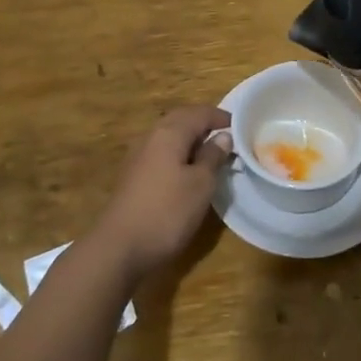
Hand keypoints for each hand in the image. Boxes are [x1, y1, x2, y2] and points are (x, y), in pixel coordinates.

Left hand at [88, 105, 232, 281]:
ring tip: (210, 154)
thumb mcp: (201, 185)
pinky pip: (160, 153)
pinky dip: (178, 154)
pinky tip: (186, 172)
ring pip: (169, 136)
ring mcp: (138, 156)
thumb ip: (213, 156)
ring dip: (190, 139)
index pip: (199, 113)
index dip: (221, 117)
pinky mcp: (133, 176)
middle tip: (226, 136)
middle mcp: (151, 137)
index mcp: (169, 133)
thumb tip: (222, 137)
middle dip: (204, 123)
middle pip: (181, 119)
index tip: (241, 127)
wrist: (119, 248)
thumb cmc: (167, 212)